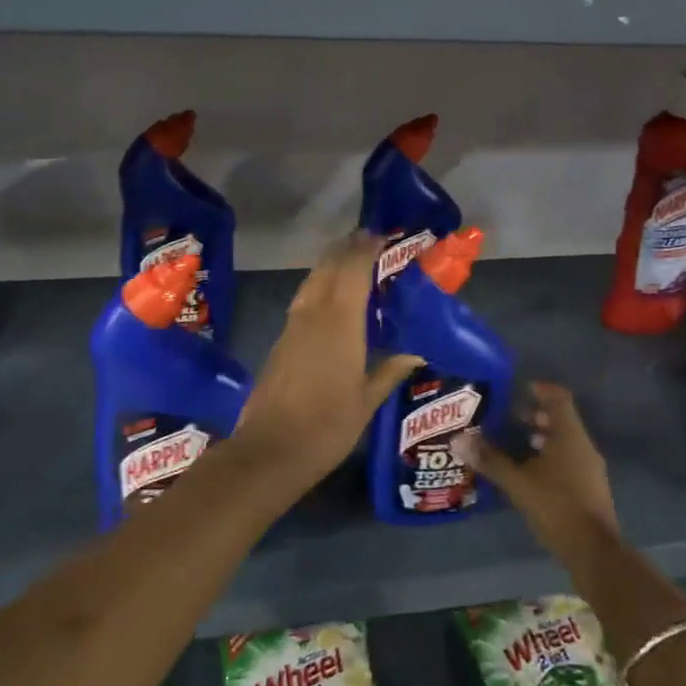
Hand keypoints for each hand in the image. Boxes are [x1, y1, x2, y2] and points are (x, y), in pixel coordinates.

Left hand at [230, 232, 420, 488]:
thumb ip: (389, 372)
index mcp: (340, 323)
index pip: (352, 270)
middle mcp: (313, 315)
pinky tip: (329, 299)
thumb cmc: (327, 426)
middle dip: (346, 249)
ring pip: (312, 281)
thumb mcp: (366, 402)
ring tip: (350, 262)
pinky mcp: (280, 341)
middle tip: (368, 241)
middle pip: (328, 267)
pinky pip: (303, 300)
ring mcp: (292, 326)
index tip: (381, 235)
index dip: (365, 248)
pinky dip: (319, 287)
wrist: (270, 450)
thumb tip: (415, 355)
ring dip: (330, 265)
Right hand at [454, 382, 619, 567]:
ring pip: (564, 442)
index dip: (541, 390)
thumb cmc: (557, 507)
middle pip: (561, 420)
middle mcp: (583, 447)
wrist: (594, 553)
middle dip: (536, 416)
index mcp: (570, 436)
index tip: (521, 389)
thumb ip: (490, 460)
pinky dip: (548, 458)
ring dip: (542, 438)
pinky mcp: (589, 489)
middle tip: (510, 418)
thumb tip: (458, 439)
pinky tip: (528, 473)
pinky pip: (567, 461)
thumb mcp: (518, 483)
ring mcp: (589, 469)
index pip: (559, 399)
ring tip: (515, 444)